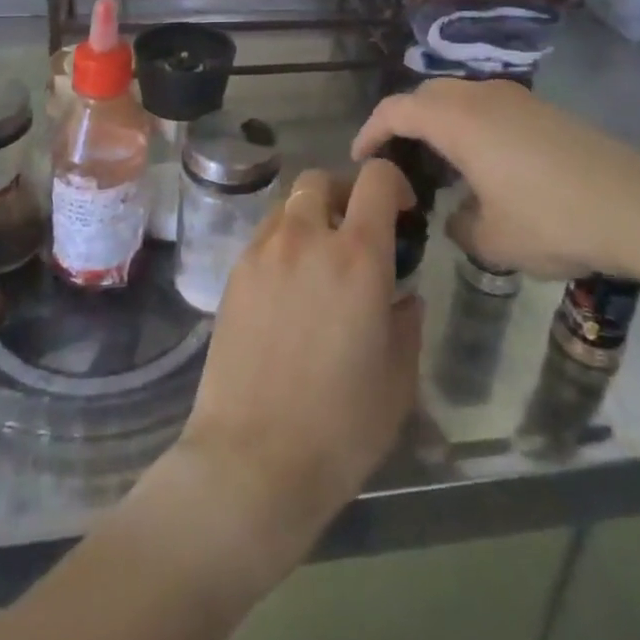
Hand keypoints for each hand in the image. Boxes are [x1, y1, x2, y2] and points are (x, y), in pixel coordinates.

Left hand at [172, 159, 422, 579]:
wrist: (251, 461)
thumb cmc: (339, 428)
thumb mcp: (397, 379)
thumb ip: (406, 323)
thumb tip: (403, 296)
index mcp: (358, 256)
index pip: (376, 179)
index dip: (394, 182)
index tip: (402, 210)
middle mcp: (307, 238)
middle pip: (321, 179)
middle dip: (343, 193)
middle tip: (355, 231)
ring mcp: (263, 252)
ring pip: (288, 205)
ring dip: (309, 217)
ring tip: (319, 261)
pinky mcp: (233, 273)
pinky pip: (263, 236)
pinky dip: (282, 243)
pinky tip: (288, 289)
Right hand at [352, 79, 639, 279]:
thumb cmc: (553, 220)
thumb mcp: (492, 239)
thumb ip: (458, 224)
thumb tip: (457, 215)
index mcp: (458, 120)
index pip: (396, 109)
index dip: (370, 130)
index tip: (360, 158)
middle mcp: (481, 96)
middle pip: (425, 94)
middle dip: (403, 122)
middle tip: (398, 161)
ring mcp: (516, 99)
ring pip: (459, 97)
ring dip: (439, 121)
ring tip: (439, 164)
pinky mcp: (543, 110)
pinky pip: (487, 106)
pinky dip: (469, 125)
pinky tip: (484, 164)